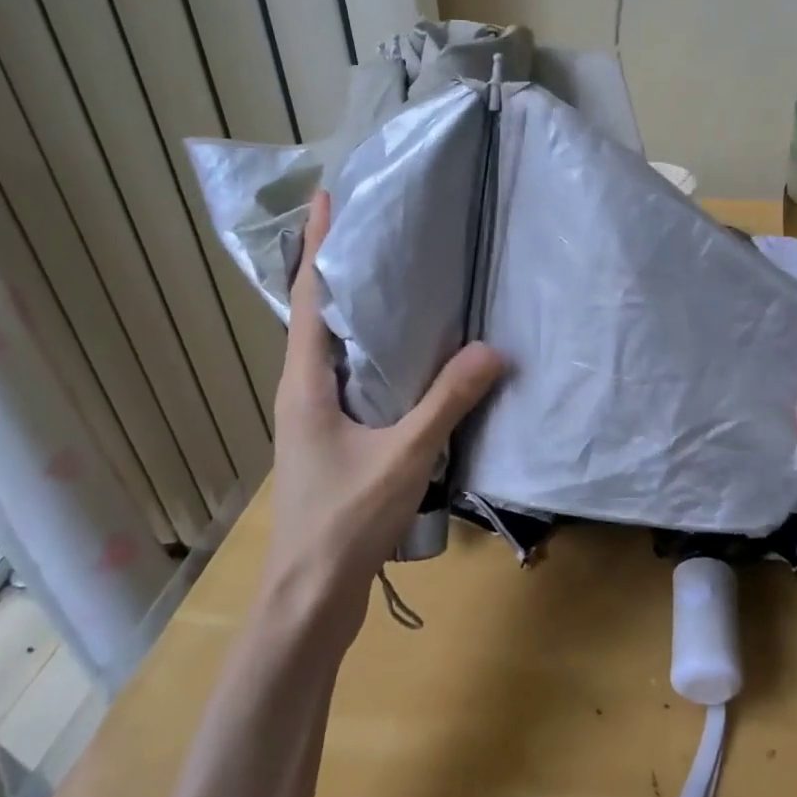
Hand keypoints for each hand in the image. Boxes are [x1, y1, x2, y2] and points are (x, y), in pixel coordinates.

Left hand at [268, 191, 505, 611]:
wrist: (309, 599)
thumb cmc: (344, 522)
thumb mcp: (404, 455)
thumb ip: (448, 400)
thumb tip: (494, 349)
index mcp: (305, 382)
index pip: (308, 296)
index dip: (316, 244)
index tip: (328, 197)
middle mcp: (303, 390)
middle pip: (319, 314)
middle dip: (342, 267)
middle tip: (382, 227)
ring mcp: (315, 417)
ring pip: (337, 348)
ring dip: (360, 311)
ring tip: (400, 277)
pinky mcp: (332, 440)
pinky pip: (354, 379)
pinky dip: (377, 353)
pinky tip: (412, 356)